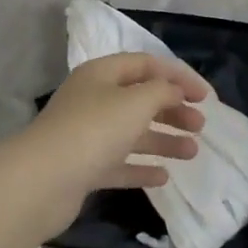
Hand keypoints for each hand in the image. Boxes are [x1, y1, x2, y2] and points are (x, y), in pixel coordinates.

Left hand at [13, 53, 209, 233]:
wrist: (41, 182)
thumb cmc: (94, 130)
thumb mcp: (136, 101)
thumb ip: (162, 92)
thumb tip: (174, 92)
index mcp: (102, 74)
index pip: (147, 65)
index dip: (179, 76)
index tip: (206, 96)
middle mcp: (94, 99)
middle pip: (141, 98)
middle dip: (173, 110)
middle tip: (200, 125)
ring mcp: (87, 135)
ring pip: (133, 132)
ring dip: (164, 140)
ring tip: (192, 152)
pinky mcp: (84, 168)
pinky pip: (119, 163)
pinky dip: (141, 168)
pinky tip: (164, 177)